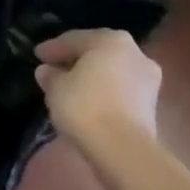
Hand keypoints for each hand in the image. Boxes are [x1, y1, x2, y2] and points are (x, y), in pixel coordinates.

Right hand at [35, 29, 162, 152]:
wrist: (123, 149)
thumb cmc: (86, 107)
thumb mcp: (56, 88)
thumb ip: (51, 76)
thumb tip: (47, 72)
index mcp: (111, 39)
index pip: (75, 39)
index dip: (53, 48)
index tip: (37, 56)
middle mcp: (135, 53)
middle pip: (97, 53)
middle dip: (75, 61)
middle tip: (54, 69)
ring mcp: (148, 79)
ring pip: (111, 72)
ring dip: (92, 78)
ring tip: (70, 88)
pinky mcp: (152, 105)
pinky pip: (121, 91)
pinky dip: (105, 93)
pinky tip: (89, 103)